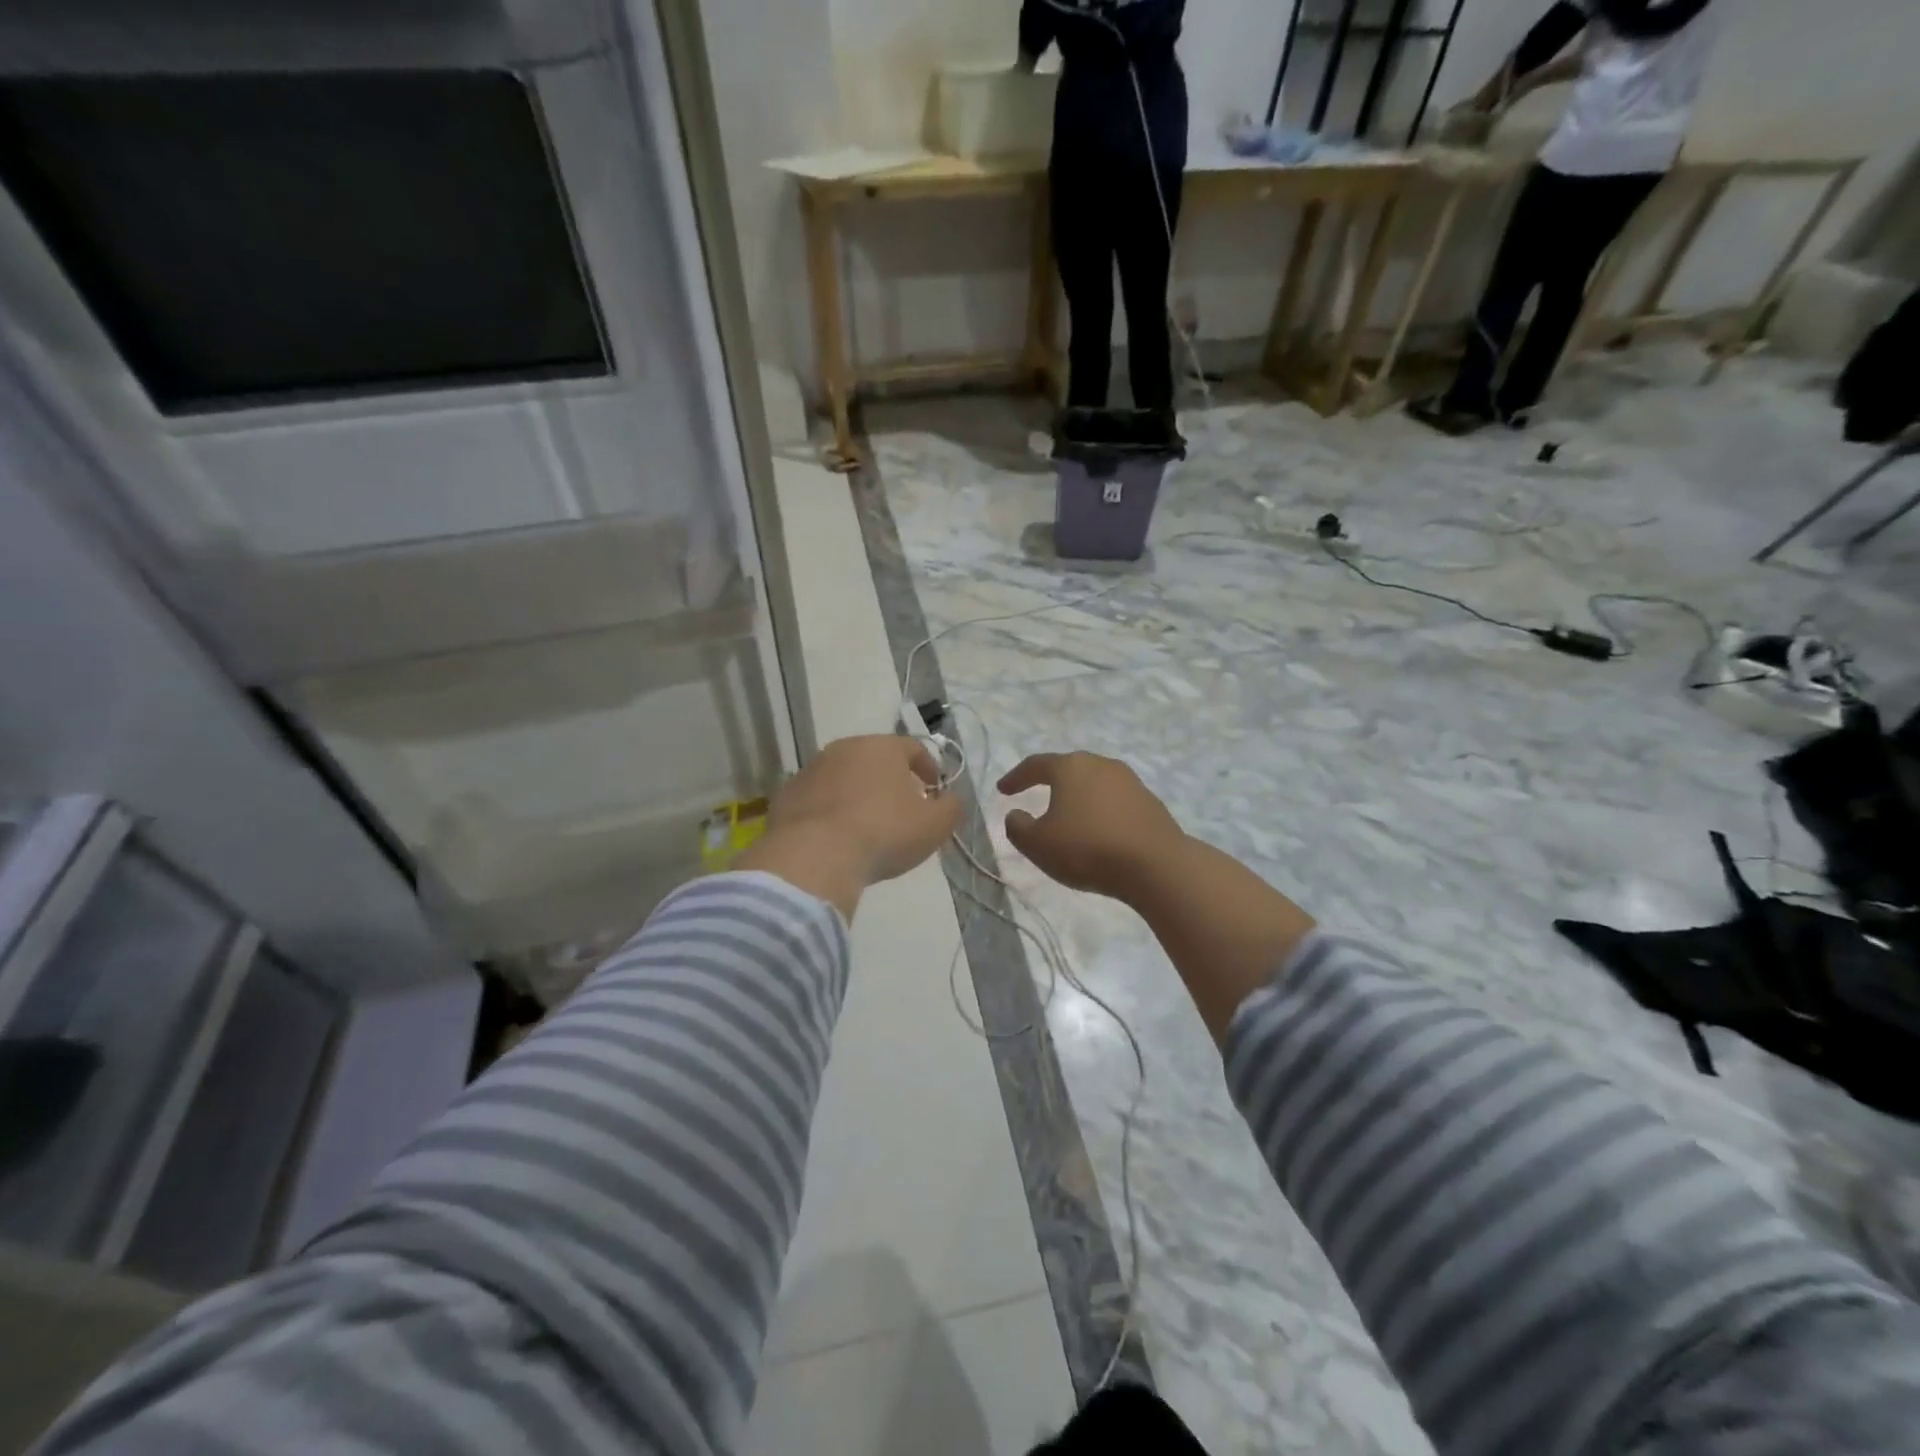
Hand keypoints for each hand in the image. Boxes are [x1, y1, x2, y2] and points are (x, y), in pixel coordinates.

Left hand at [738, 736, 960, 917]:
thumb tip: (950, 799)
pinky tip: (837, 838)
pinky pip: (818, 799)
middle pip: (876, 759)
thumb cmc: (883, 833)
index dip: (929, 769)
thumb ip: (951, 807)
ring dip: (859, 794)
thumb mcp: (934, 825)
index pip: (914, 748)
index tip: (935, 792)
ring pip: (844, 777)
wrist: (814, 857)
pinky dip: (830, 811)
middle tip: (902, 809)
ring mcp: (811, 770)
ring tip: (867, 827)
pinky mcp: (787, 796)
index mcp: (882, 747)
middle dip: (892, 780)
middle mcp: (844, 748)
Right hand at [997, 752, 1186, 902]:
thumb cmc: (1087, 849)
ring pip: (1094, 783)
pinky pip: (1115, 801)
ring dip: (1078, 796)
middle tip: (1035, 793)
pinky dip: (1100, 811)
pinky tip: (1098, 830)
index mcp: (1071, 767)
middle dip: (1050, 781)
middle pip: (1069, 768)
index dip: (1016, 777)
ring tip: (1068, 815)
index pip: (1036, 765)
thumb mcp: (1038, 844)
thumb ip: (1018, 828)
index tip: (1003, 790)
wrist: (1156, 865)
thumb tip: (1015, 814)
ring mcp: (1130, 782)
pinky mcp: (1150, 803)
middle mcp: (1101, 765)